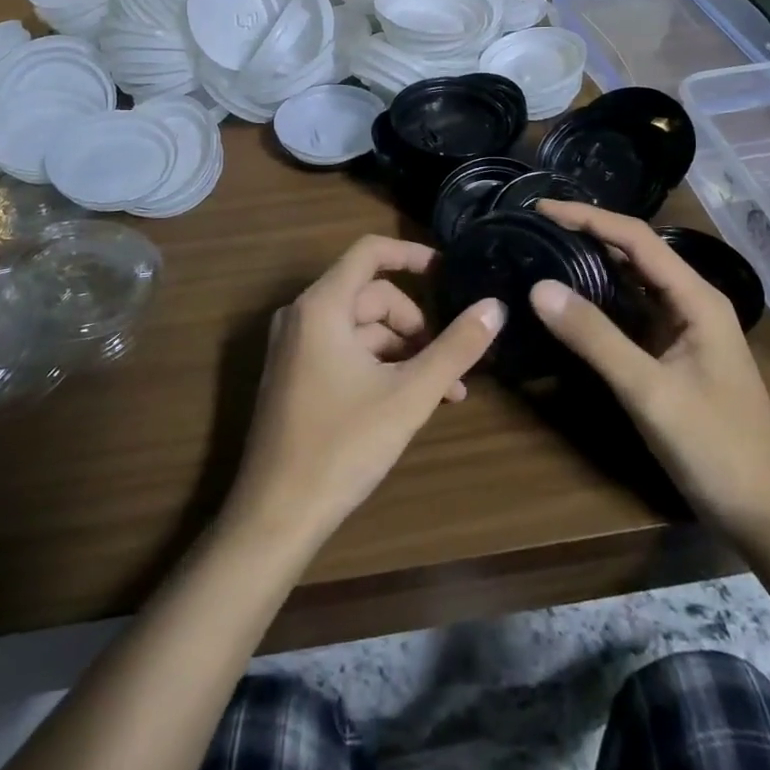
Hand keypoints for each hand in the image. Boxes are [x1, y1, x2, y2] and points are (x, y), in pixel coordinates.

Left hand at [227, 235, 503, 552]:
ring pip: (361, 329)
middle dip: (415, 325)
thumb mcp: (410, 395)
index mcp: (322, 306)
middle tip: (449, 364)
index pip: (370, 252)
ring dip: (403, 352)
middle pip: (371, 296)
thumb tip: (495, 306)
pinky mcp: (293, 376)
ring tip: (441, 393)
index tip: (448, 270)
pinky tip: (407, 402)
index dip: (412, 254)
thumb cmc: (342, 447)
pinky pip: (343, 351)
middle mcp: (301, 316)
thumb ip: (456, 348)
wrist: (274, 517)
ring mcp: (293, 347)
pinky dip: (378, 366)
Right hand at [530, 201, 769, 545]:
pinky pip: (632, 313)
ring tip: (545, 252)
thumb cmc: (716, 448)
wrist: (767, 514)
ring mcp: (684, 330)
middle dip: (587, 234)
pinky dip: (601, 300)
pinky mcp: (674, 355)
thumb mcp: (649, 391)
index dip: (588, 217)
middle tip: (535, 228)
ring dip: (593, 264)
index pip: (636, 239)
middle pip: (635, 253)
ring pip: (633, 282)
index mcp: (696, 298)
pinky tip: (572, 303)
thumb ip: (595, 338)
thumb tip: (539, 288)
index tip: (541, 208)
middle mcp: (692, 303)